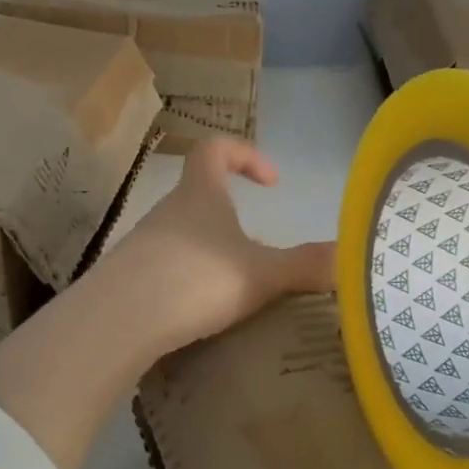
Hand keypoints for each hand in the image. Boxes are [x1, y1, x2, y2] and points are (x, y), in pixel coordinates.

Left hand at [105, 138, 335, 356]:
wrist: (119, 320)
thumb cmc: (196, 279)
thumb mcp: (261, 274)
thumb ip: (306, 265)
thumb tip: (349, 257)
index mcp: (200, 194)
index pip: (215, 149)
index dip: (245, 154)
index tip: (272, 182)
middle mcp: (167, 210)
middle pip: (198, 194)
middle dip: (230, 214)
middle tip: (258, 248)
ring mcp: (141, 243)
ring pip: (181, 234)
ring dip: (208, 250)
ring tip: (234, 286)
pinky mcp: (126, 277)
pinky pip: (163, 267)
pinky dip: (185, 279)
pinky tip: (199, 311)